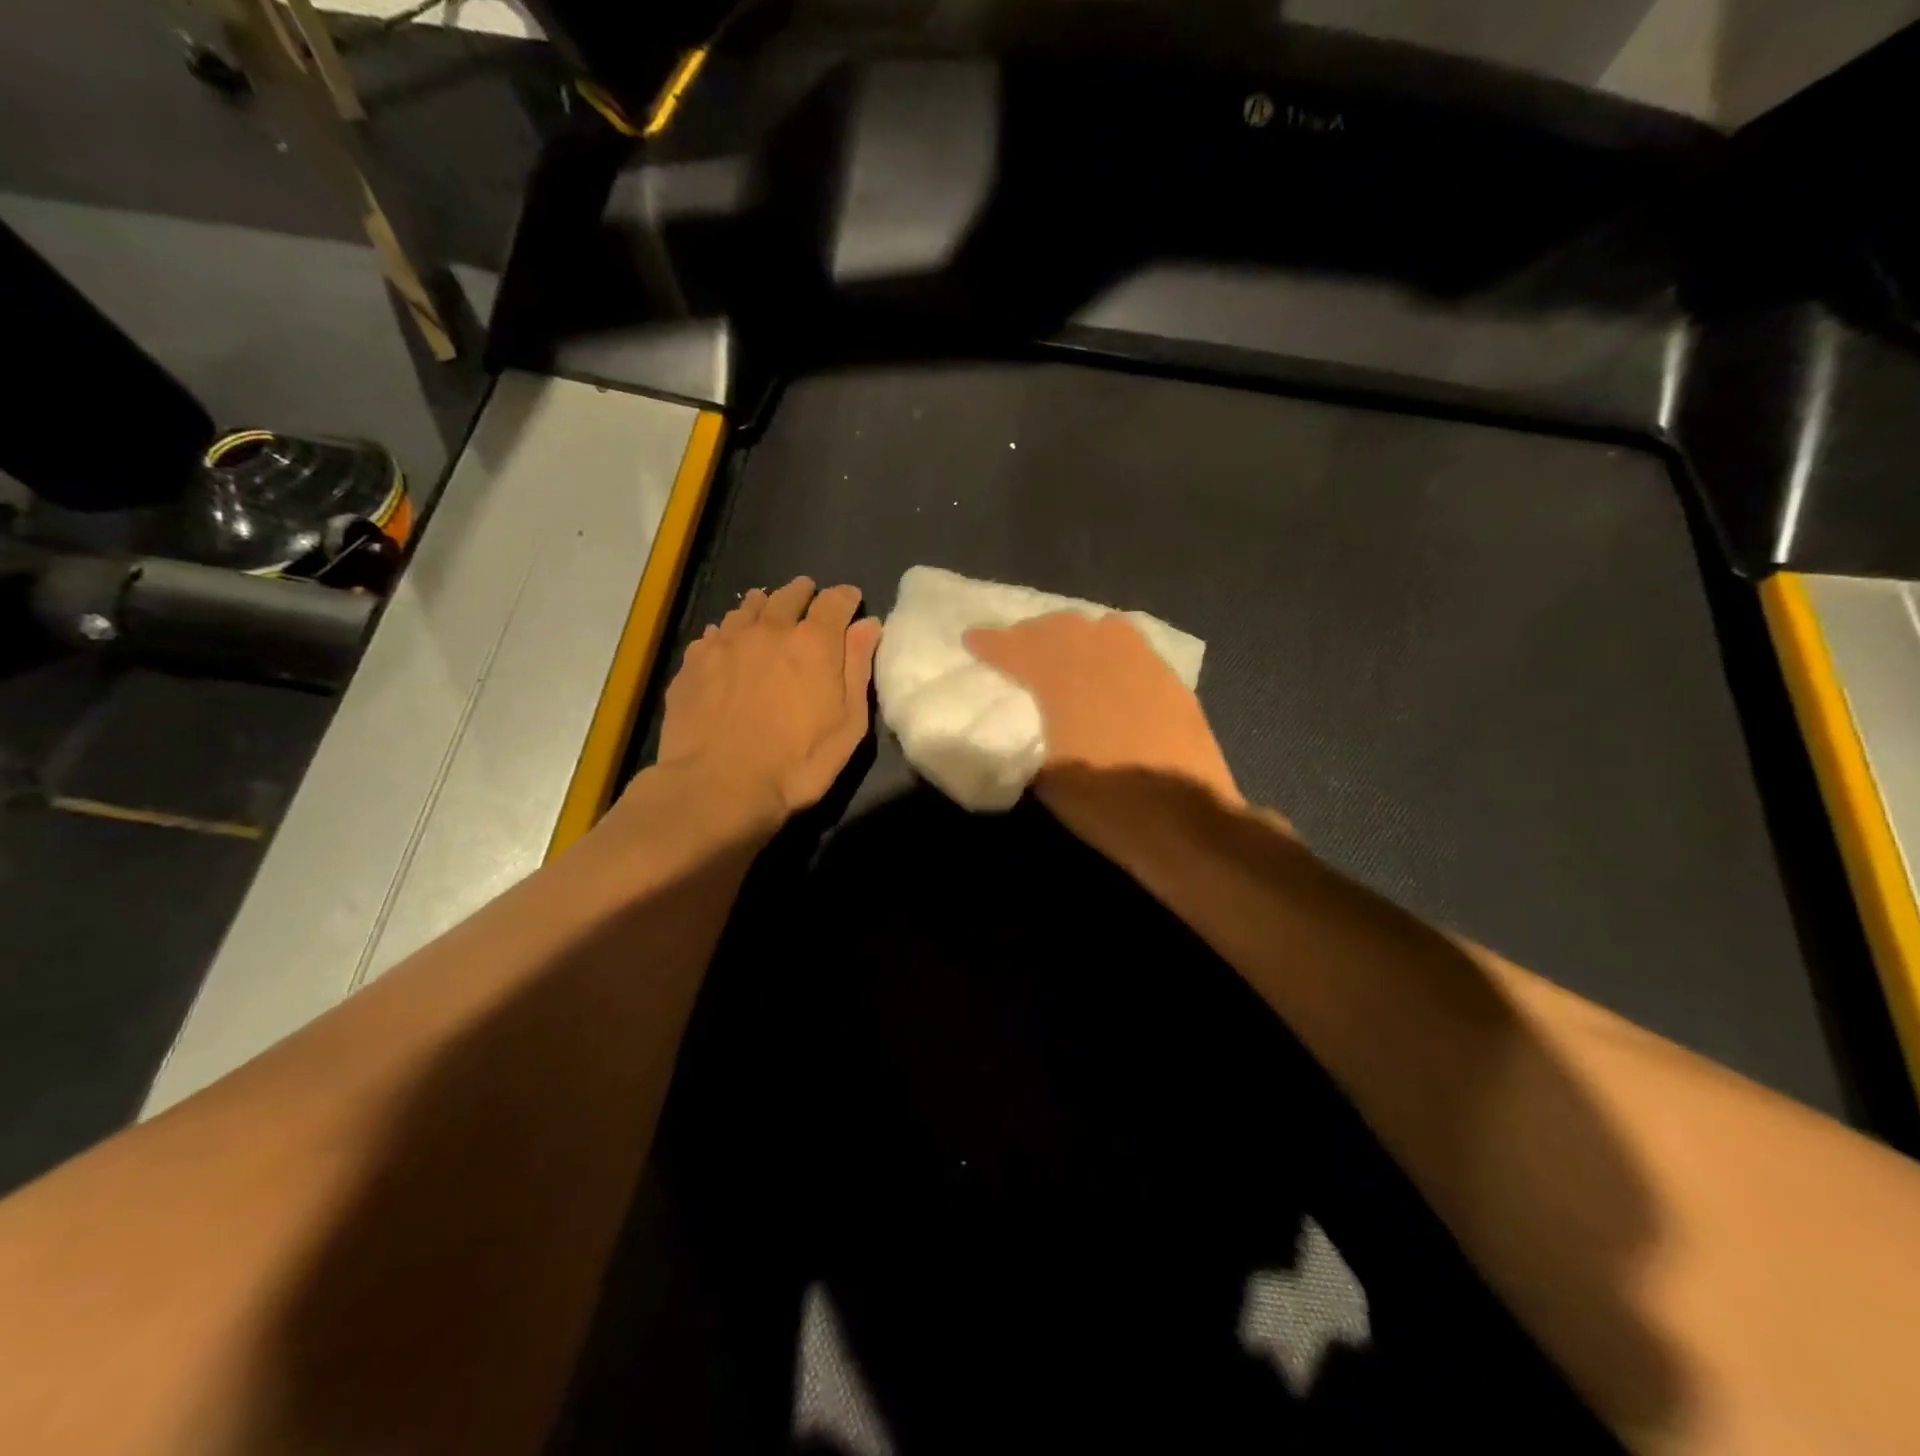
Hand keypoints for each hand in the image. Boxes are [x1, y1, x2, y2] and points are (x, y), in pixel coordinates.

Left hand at [655, 577, 881, 820]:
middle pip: (789, 595)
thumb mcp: (848, 725)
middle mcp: (770, 630)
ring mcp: (726, 642)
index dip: (846, 598)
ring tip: (768, 612)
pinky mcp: (694, 662)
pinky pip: (715, 632)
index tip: (851, 602)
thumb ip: (858, 669)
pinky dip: (729, 632)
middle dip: (803, 593)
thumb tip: (869, 626)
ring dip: (764, 607)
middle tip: (809, 598)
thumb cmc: (797, 764)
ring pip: (748, 608)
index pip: (835, 601)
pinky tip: (729, 645)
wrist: (718, 786)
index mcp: (814, 643)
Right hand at [964, 612, 1240, 804]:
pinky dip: (1109, 648)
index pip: (1018, 648)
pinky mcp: (1171, 682)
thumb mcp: (1048, 778)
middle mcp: (1103, 659)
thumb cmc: (1107, 805)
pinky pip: (1133, 647)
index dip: (991, 642)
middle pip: (1061, 627)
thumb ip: (1032, 739)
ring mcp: (1144, 666)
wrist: (1185, 822)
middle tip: (1014, 646)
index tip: (971, 638)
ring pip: (1101, 628)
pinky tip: (1107, 667)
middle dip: (1031, 633)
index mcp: (1064, 681)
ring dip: (1073, 635)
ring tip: (1061, 651)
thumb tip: (1026, 726)